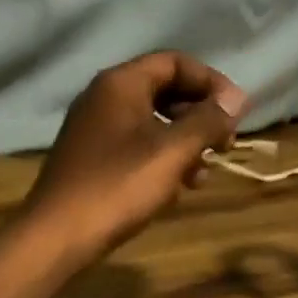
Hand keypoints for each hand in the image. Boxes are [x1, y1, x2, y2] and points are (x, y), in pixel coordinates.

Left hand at [20, 51, 246, 265]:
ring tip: (202, 175)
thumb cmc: (118, 187)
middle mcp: (103, 98)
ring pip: (152, 123)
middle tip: (224, 145)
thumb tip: (238, 98)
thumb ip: (207, 121)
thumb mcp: (172, 152)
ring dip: (184, 143)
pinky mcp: (91, 159)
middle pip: (164, 91)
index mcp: (120, 84)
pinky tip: (176, 188)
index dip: (211, 82)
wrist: (58, 235)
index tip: (237, 112)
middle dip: (200, 115)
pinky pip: (135, 146)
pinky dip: (161, 159)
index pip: (174, 62)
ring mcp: (94, 129)